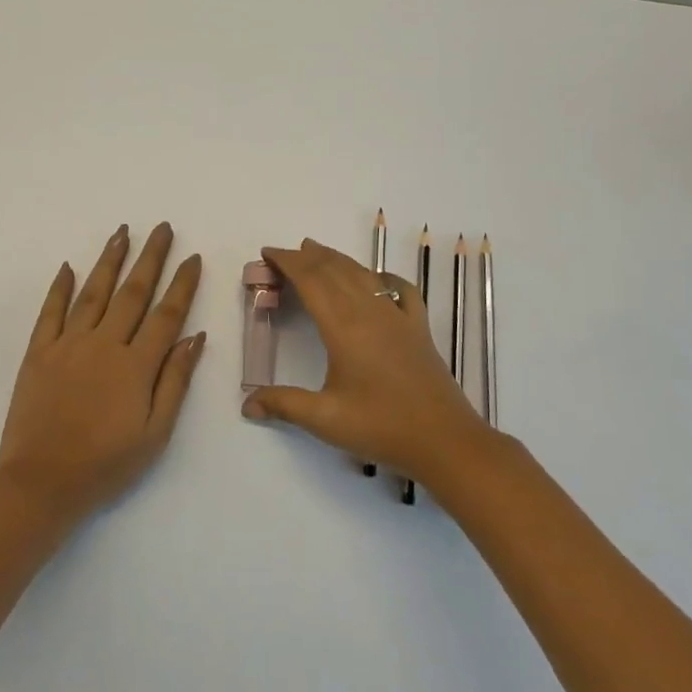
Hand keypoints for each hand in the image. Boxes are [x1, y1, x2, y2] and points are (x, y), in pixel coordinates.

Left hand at [0, 224, 204, 520]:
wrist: (41, 483)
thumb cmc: (106, 465)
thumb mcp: (155, 434)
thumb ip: (175, 381)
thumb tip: (195, 337)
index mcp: (136, 365)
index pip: (166, 314)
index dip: (182, 284)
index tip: (193, 257)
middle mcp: (104, 344)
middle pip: (133, 292)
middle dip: (151, 257)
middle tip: (163, 227)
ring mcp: (68, 345)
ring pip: (94, 292)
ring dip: (110, 260)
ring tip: (123, 232)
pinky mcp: (38, 353)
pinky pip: (50, 312)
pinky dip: (60, 287)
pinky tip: (69, 266)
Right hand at [241, 238, 489, 484]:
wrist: (444, 440)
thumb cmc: (381, 427)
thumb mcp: (325, 419)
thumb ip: (284, 405)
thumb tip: (247, 404)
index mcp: (343, 327)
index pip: (310, 281)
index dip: (288, 262)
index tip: (267, 253)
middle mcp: (369, 312)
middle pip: (334, 270)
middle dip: (306, 257)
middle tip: (283, 253)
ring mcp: (398, 317)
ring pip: (363, 274)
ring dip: (337, 259)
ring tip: (316, 251)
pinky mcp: (418, 328)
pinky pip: (400, 289)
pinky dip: (382, 276)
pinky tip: (377, 278)